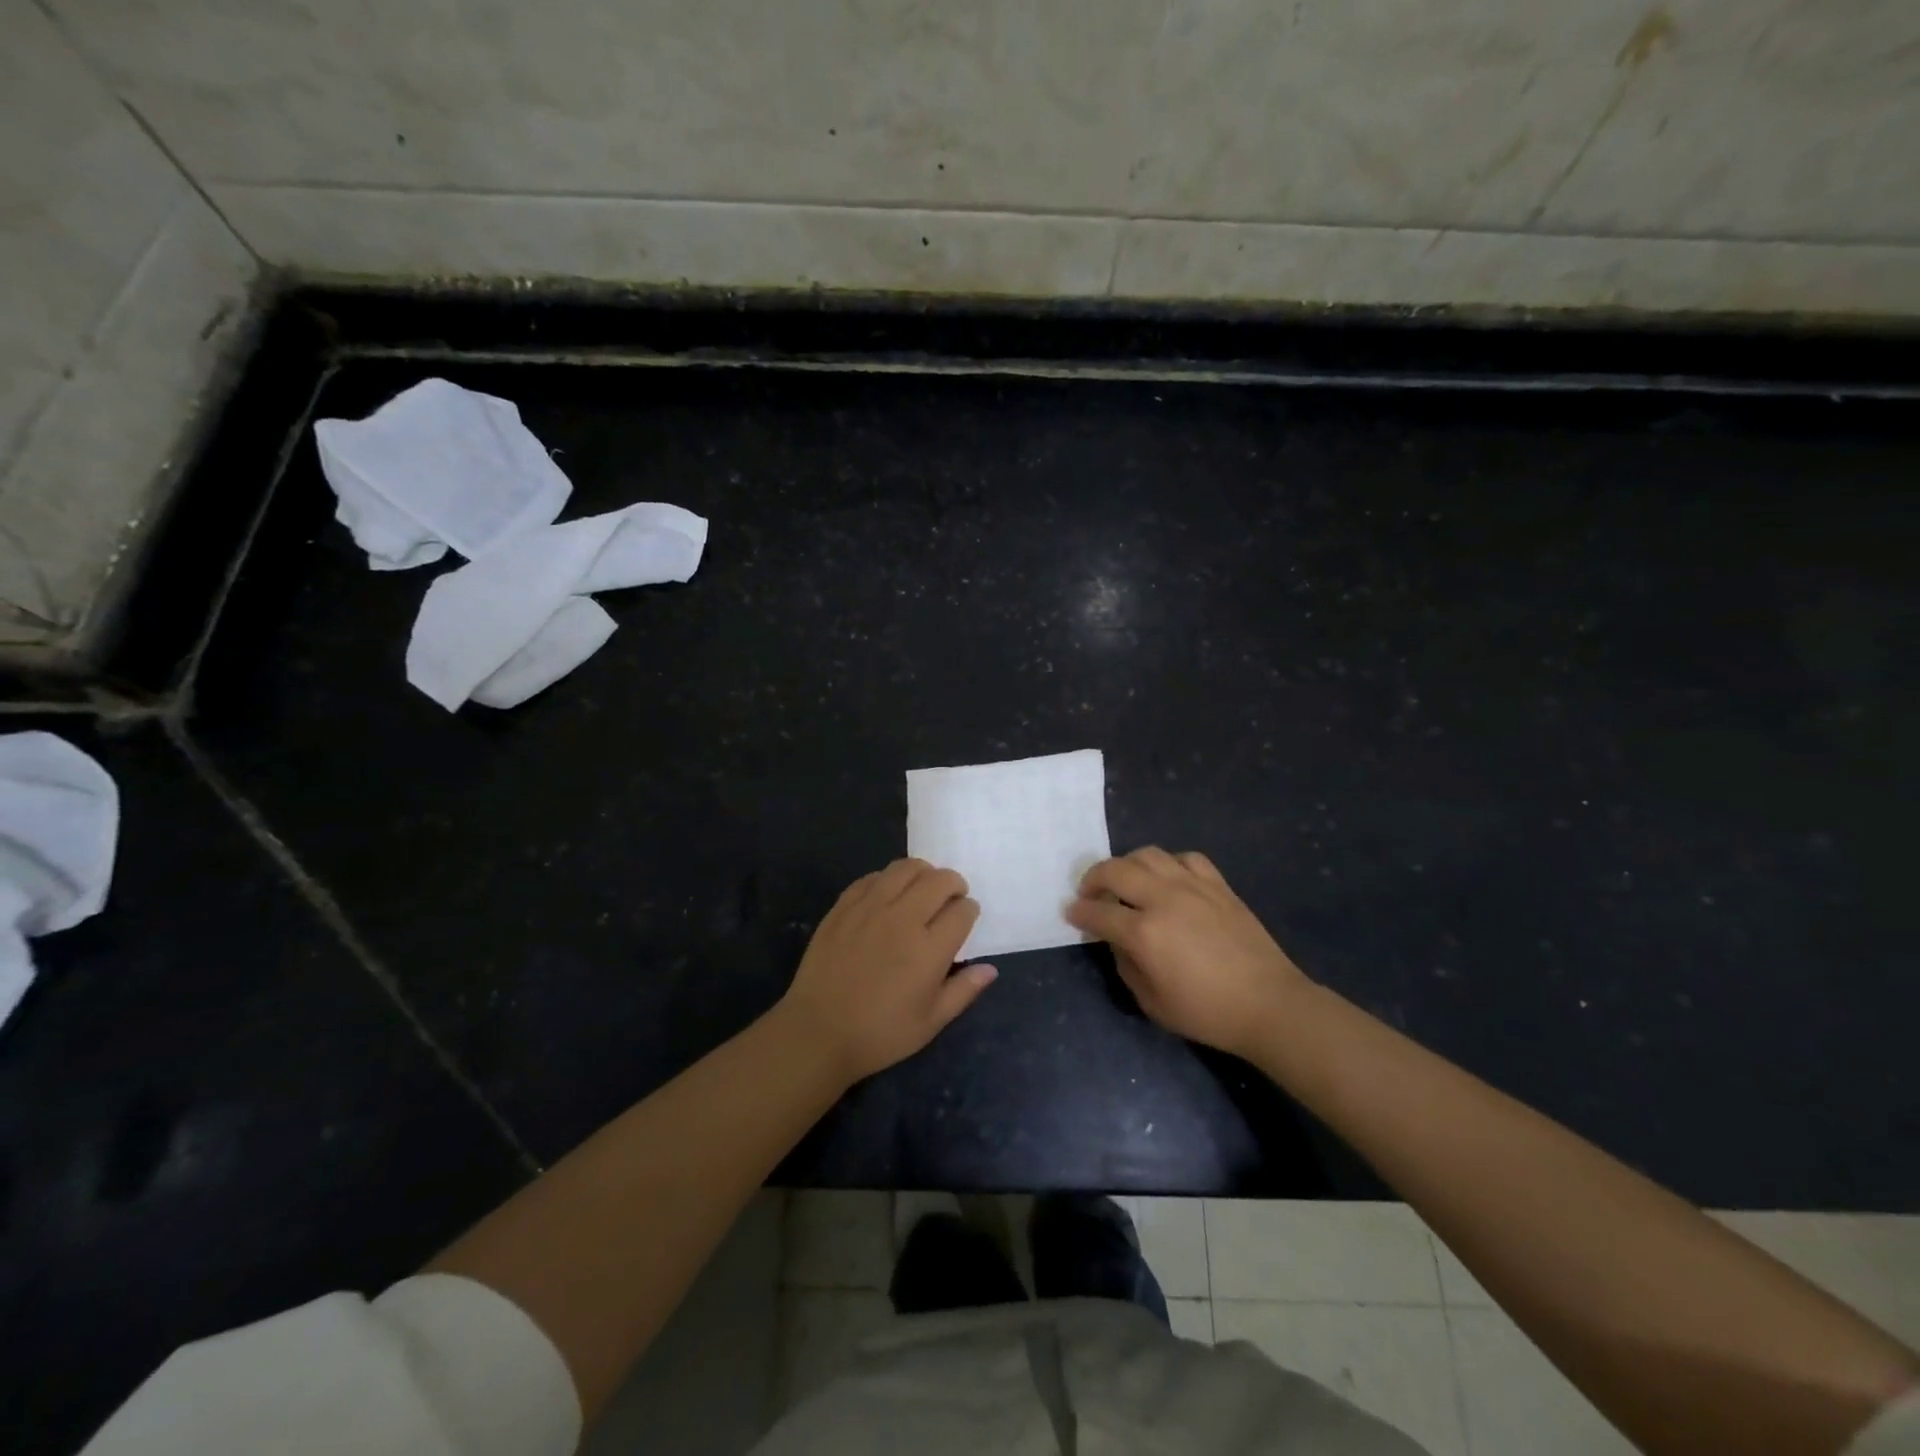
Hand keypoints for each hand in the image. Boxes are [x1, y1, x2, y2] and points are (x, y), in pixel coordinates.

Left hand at [780, 859, 997, 1083]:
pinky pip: (873, 877)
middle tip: (951, 897)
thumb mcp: (930, 1022)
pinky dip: (888, 879)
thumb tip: (991, 969)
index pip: (962, 911)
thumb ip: (964, 991)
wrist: (817, 1032)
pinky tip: (889, 895)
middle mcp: (902, 919)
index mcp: (929, 950)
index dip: (969, 910)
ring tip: (923, 888)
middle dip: (954, 884)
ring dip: (923, 873)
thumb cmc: (879, 1034)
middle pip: (939, 880)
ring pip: (905, 868)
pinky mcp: (844, 906)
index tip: (966, 918)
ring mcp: (869, 908)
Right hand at [1065, 848, 1310, 1060]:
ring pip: (1148, 854)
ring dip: (1127, 864)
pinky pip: (1186, 858)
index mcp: (1144, 932)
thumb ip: (1126, 965)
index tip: (1071, 913)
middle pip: (1116, 870)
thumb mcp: (1152, 1002)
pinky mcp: (1218, 885)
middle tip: (1090, 892)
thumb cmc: (1207, 1012)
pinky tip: (1168, 879)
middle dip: (1093, 878)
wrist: (1269, 1004)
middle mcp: (1164, 899)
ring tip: (1126, 881)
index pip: (1098, 912)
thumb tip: (1118, 941)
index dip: (1079, 912)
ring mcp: (1193, 887)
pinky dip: (1169, 864)